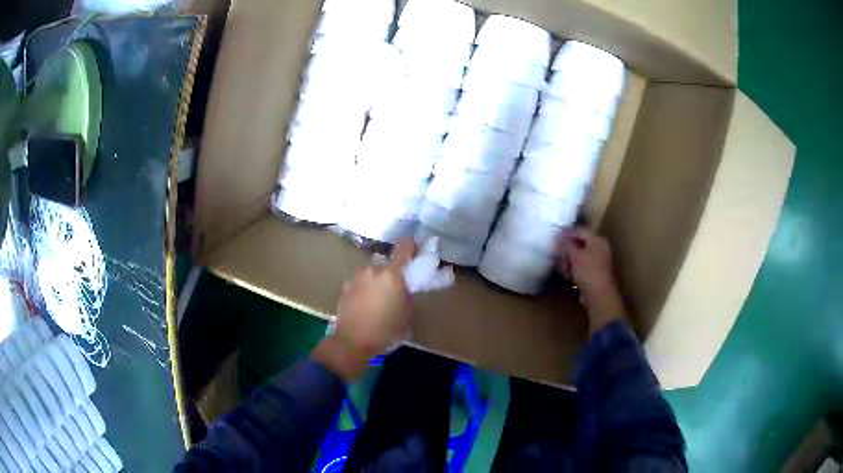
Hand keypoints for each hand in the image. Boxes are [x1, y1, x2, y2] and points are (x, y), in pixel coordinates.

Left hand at [312, 238, 415, 380]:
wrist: (352, 342)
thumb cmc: (386, 330)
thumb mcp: (407, 314)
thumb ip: (407, 294)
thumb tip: (404, 287)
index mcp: (392, 274)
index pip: (405, 247)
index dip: (412, 246)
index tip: (416, 252)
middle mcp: (373, 269)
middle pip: (386, 264)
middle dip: (392, 274)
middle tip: (394, 291)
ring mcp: (356, 276)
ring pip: (371, 273)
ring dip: (376, 281)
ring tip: (377, 300)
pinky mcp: (344, 286)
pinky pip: (360, 282)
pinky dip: (364, 289)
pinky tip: (364, 305)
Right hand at [560, 227, 626, 333]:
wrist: (600, 294)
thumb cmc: (588, 270)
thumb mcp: (575, 255)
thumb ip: (566, 245)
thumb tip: (558, 237)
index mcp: (598, 240)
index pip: (580, 231)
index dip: (567, 233)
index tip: (554, 236)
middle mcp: (600, 249)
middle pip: (580, 244)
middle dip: (566, 249)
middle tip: (554, 252)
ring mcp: (598, 262)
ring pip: (580, 256)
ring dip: (568, 259)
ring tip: (558, 265)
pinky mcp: (595, 274)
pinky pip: (582, 267)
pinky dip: (573, 268)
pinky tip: (565, 273)